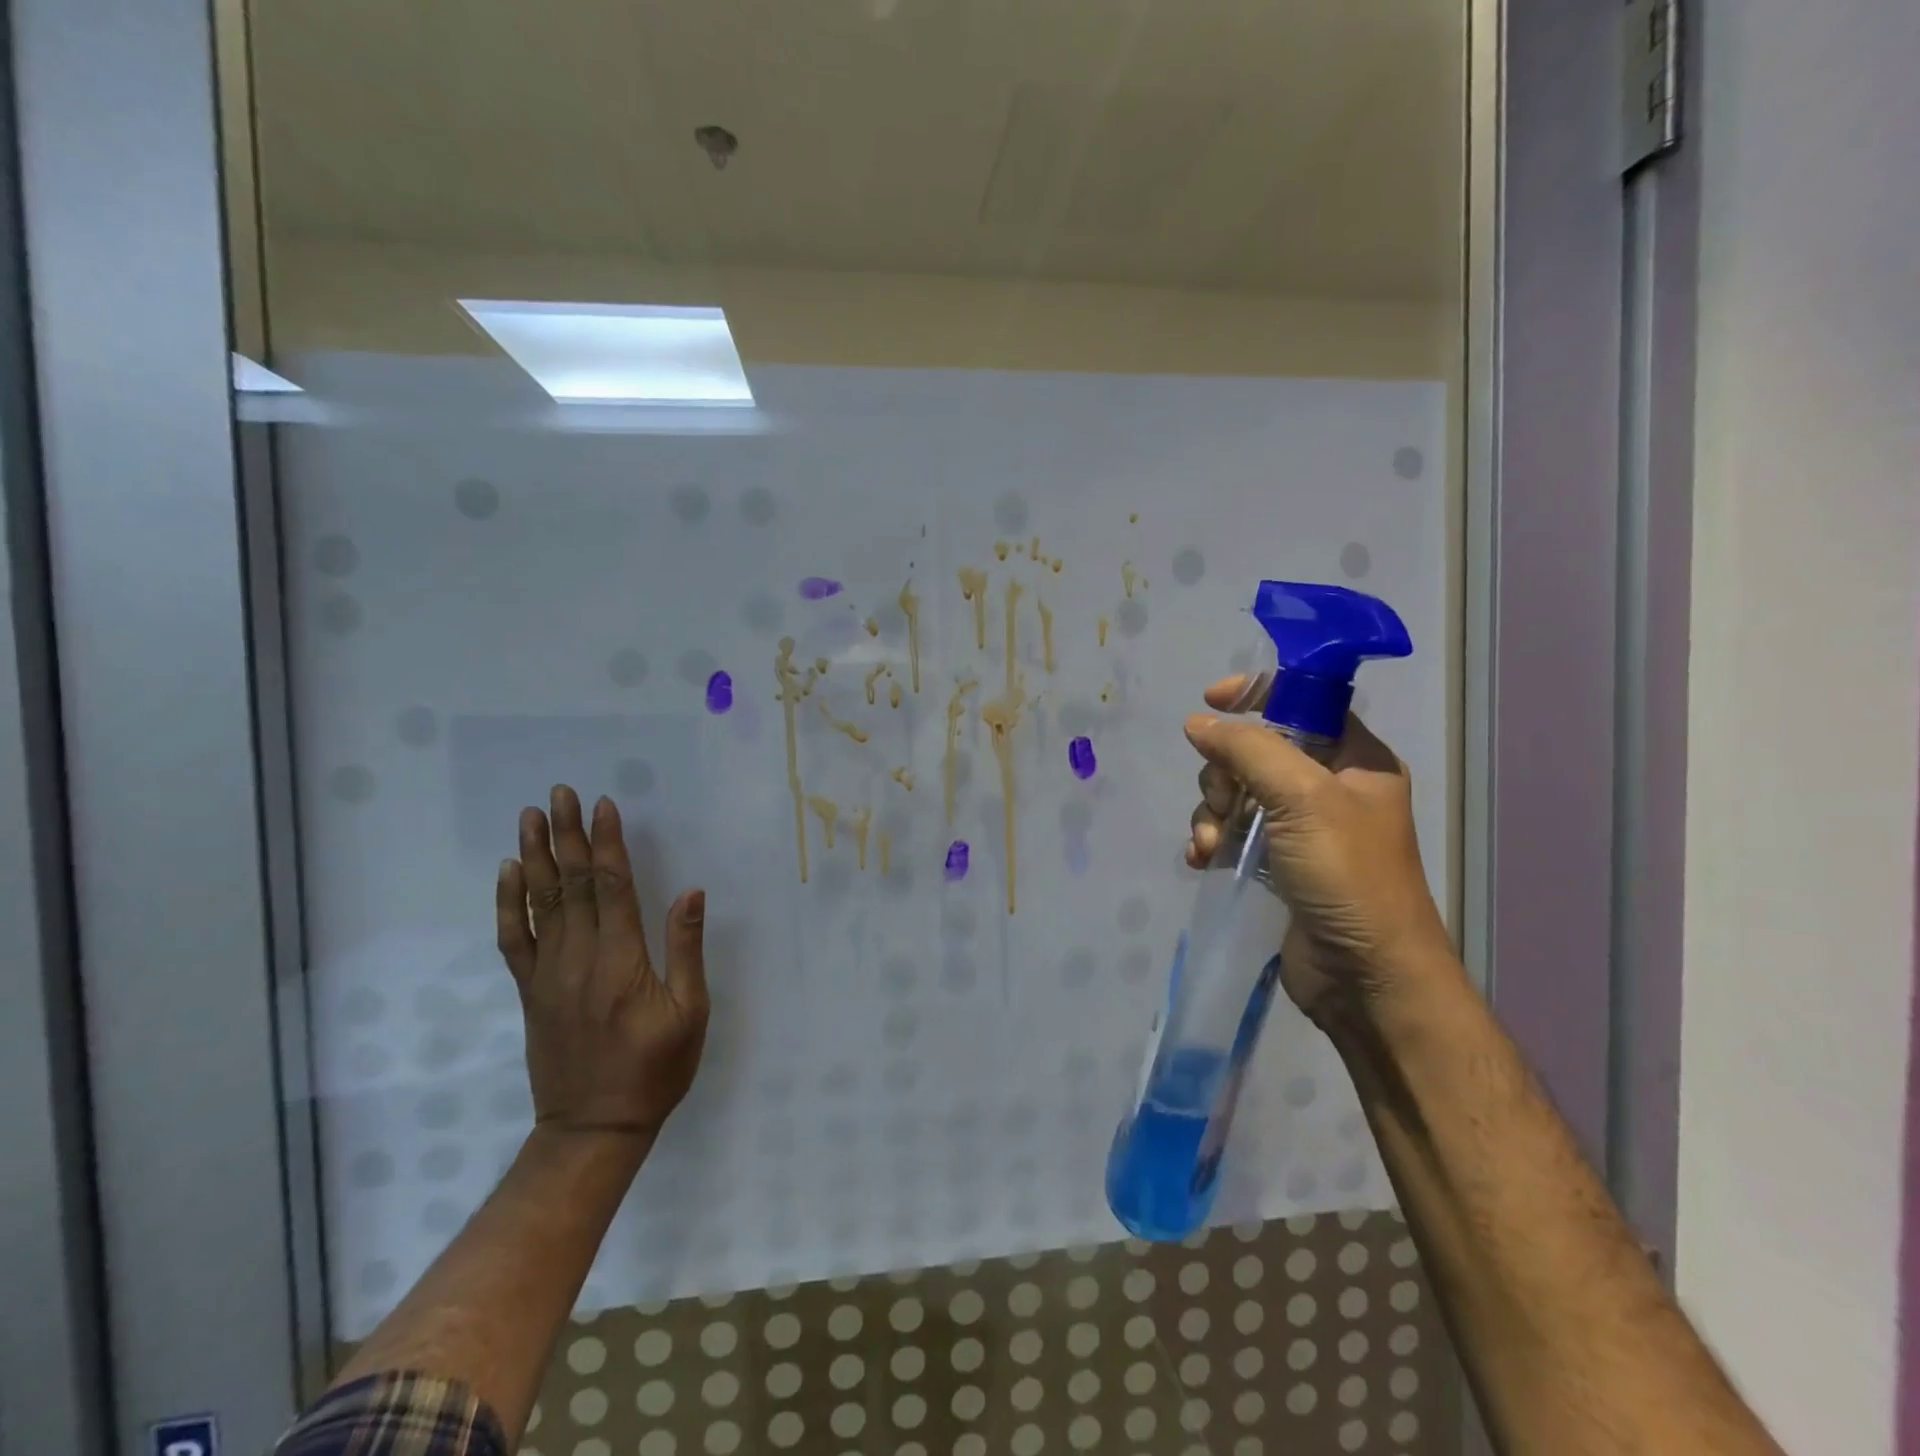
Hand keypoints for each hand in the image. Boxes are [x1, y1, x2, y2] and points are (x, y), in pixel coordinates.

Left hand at [497, 785, 709, 1138]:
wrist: (594, 1127)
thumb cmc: (655, 1068)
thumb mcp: (690, 1012)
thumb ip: (685, 949)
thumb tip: (690, 892)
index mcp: (621, 960)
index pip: (612, 886)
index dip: (608, 843)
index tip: (603, 805)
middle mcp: (579, 957)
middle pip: (572, 884)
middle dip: (568, 835)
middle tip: (560, 794)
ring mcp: (548, 974)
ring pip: (540, 903)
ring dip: (537, 856)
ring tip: (531, 817)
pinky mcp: (530, 990)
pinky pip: (514, 939)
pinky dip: (509, 903)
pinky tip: (510, 873)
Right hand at [1184, 676, 1454, 1020]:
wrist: (1367, 978)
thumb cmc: (1348, 876)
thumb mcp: (1303, 798)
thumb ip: (1248, 750)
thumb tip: (1199, 724)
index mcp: (1355, 760)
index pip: (1304, 702)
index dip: (1258, 693)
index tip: (1212, 700)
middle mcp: (1328, 789)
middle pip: (1256, 751)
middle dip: (1225, 773)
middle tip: (1225, 802)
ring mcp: (1300, 830)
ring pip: (1235, 794)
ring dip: (1212, 814)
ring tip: (1212, 846)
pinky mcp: (1276, 865)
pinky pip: (1230, 834)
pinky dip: (1211, 842)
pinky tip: (1202, 861)